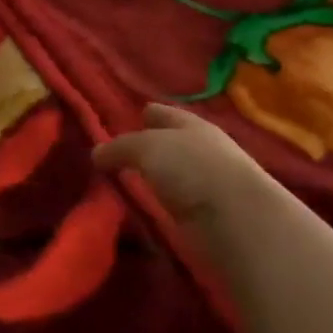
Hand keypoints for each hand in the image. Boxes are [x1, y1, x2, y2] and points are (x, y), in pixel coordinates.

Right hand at [92, 103, 280, 252]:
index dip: (147, 113)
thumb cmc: (192, 168)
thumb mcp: (146, 147)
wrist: (236, 220)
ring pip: (174, 174)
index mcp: (191, 125)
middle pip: (171, 143)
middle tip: (119, 153)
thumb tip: (96, 153)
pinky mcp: (209, 216)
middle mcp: (203, 150)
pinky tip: (147, 206)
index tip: (128, 117)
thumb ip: (120, 147)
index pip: (164, 113)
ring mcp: (209, 184)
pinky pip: (177, 203)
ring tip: (127, 181)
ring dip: (156, 177)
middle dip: (150, 146)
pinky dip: (163, 203)